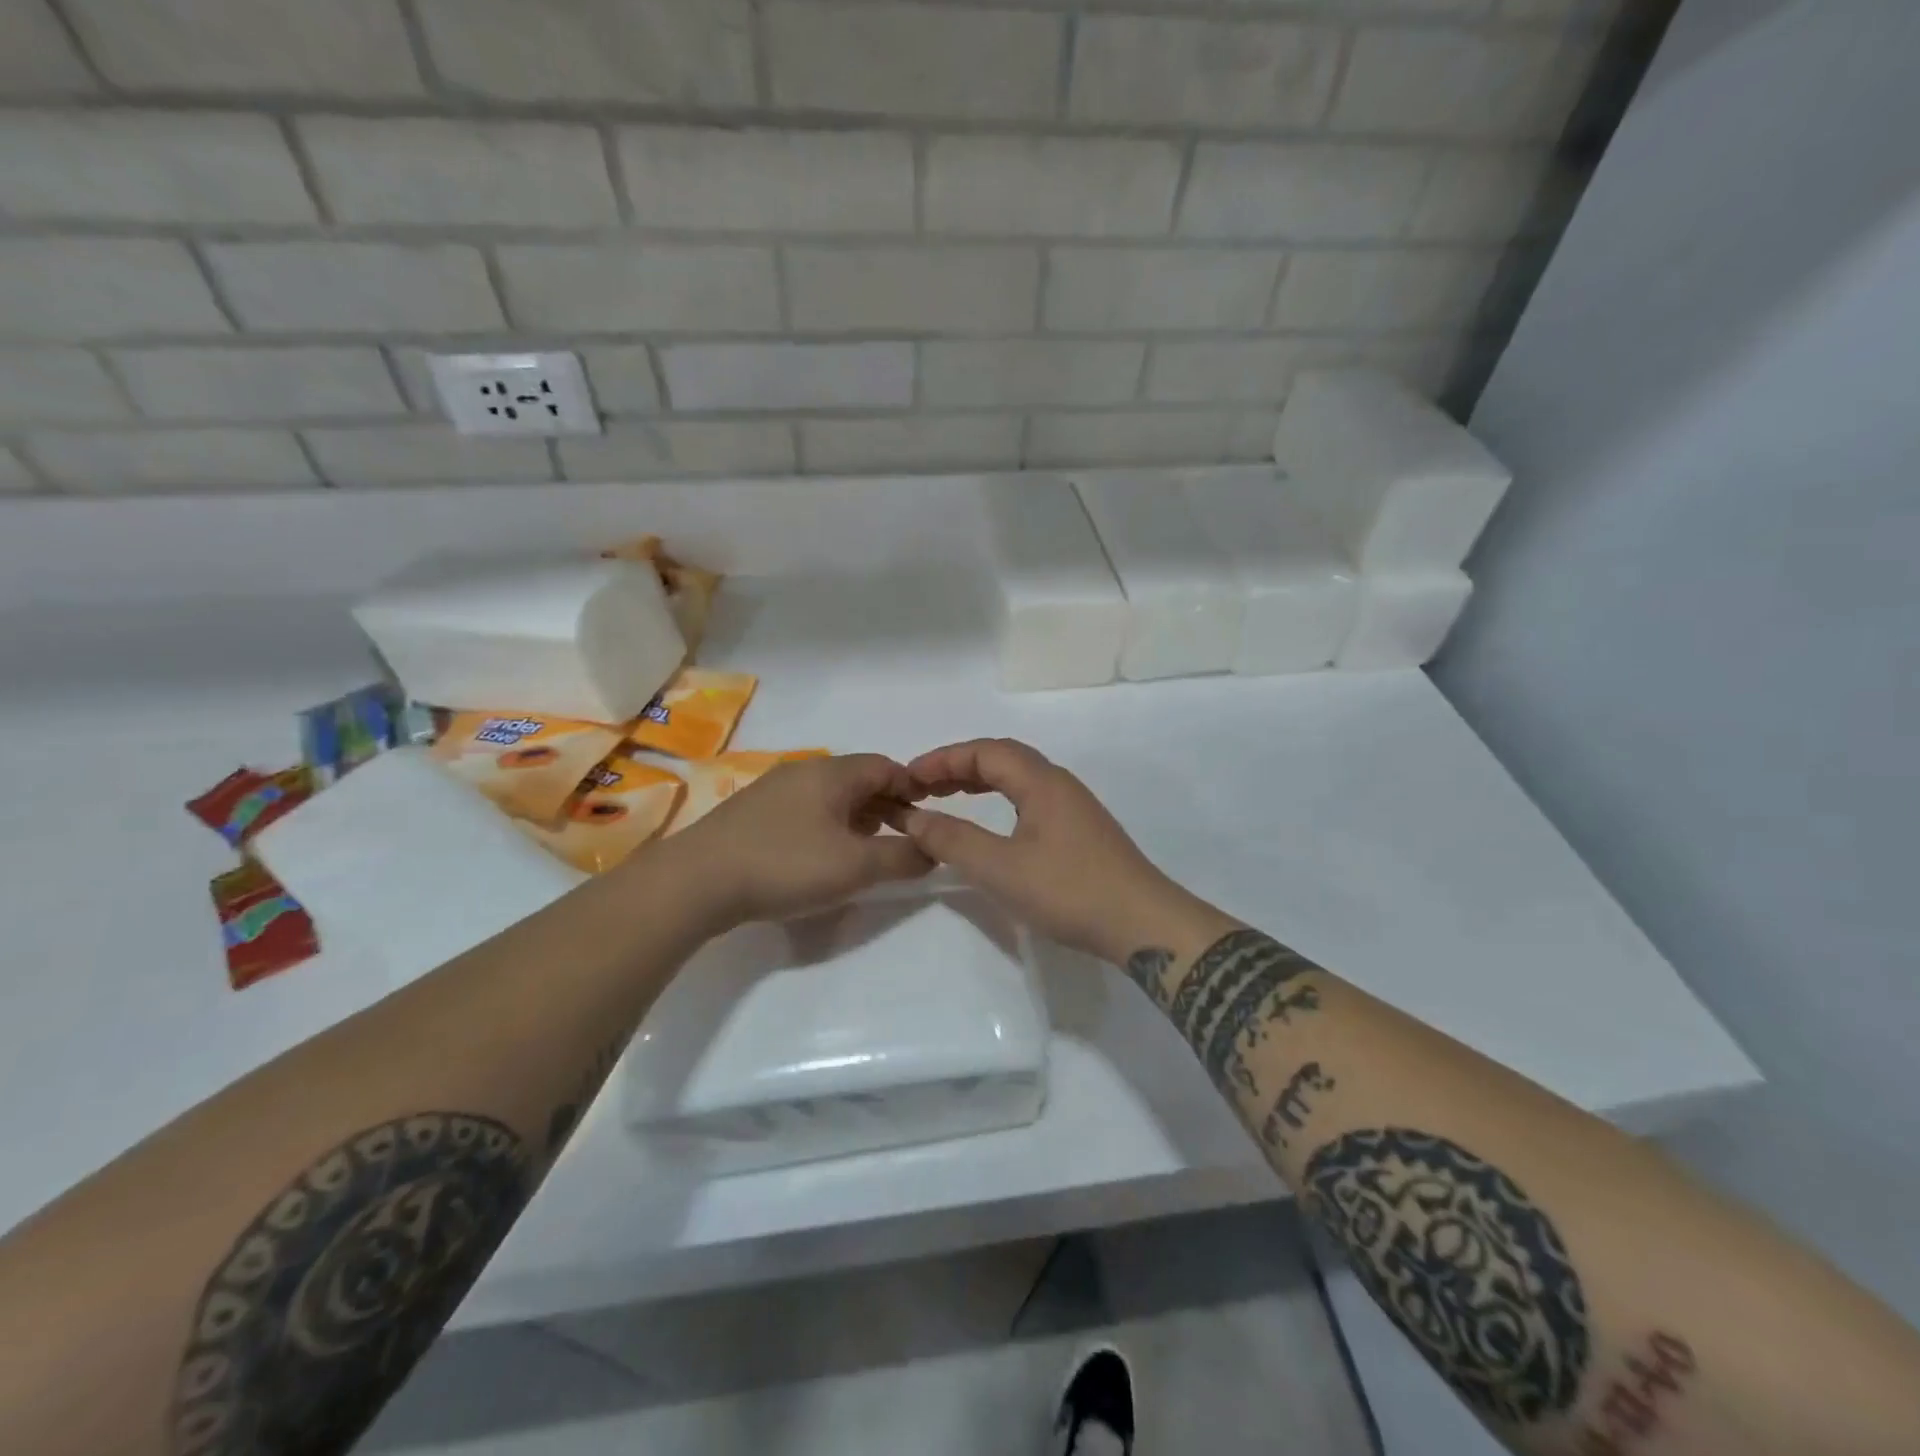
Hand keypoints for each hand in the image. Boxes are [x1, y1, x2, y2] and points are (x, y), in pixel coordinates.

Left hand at [671, 753, 932, 925]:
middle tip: (902, 840)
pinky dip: (827, 828)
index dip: (913, 790)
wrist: (697, 881)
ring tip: (866, 853)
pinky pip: (804, 811)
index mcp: (832, 773)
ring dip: (857, 820)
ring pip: (830, 797)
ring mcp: (773, 791)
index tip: (928, 820)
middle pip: (859, 780)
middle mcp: (803, 771)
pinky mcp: (752, 814)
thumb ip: (902, 857)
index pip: (886, 767)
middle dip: (887, 808)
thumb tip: (932, 850)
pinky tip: (821, 858)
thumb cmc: (786, 864)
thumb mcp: (856, 866)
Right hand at [897, 738, 1206, 964]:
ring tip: (947, 797)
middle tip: (922, 786)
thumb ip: (953, 840)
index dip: (943, 759)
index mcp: (1041, 782)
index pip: (985, 751)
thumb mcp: (1000, 869)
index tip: (908, 777)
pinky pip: (1030, 799)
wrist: (1142, 924)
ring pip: (1018, 779)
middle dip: (958, 766)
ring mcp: (1074, 807)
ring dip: (979, 781)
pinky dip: (999, 799)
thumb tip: (914, 817)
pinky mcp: (1081, 831)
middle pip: (1002, 758)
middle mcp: (1059, 784)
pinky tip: (991, 823)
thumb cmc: (1069, 891)